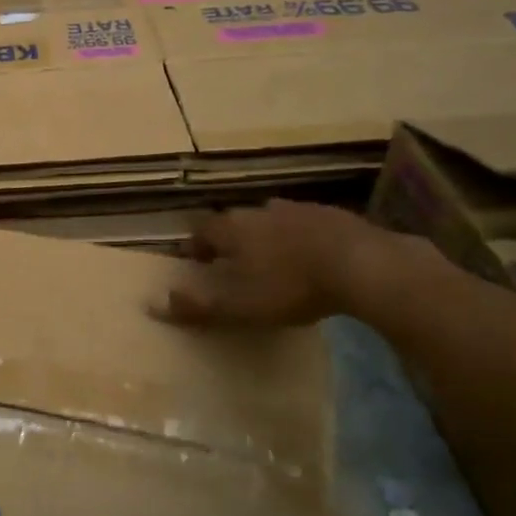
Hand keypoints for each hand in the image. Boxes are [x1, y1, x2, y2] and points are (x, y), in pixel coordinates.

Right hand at [153, 202, 399, 328]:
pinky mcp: (331, 214)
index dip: (194, 246)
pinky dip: (299, 238)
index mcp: (232, 228)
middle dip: (230, 241)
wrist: (363, 264)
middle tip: (233, 265)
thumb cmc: (291, 286)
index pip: (201, 231)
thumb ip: (196, 306)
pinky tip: (312, 258)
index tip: (195, 263)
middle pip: (235, 222)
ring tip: (272, 262)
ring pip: (270, 220)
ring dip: (266, 237)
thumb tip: (152, 304)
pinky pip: (304, 224)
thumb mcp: (239, 307)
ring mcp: (297, 208)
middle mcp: (259, 210)